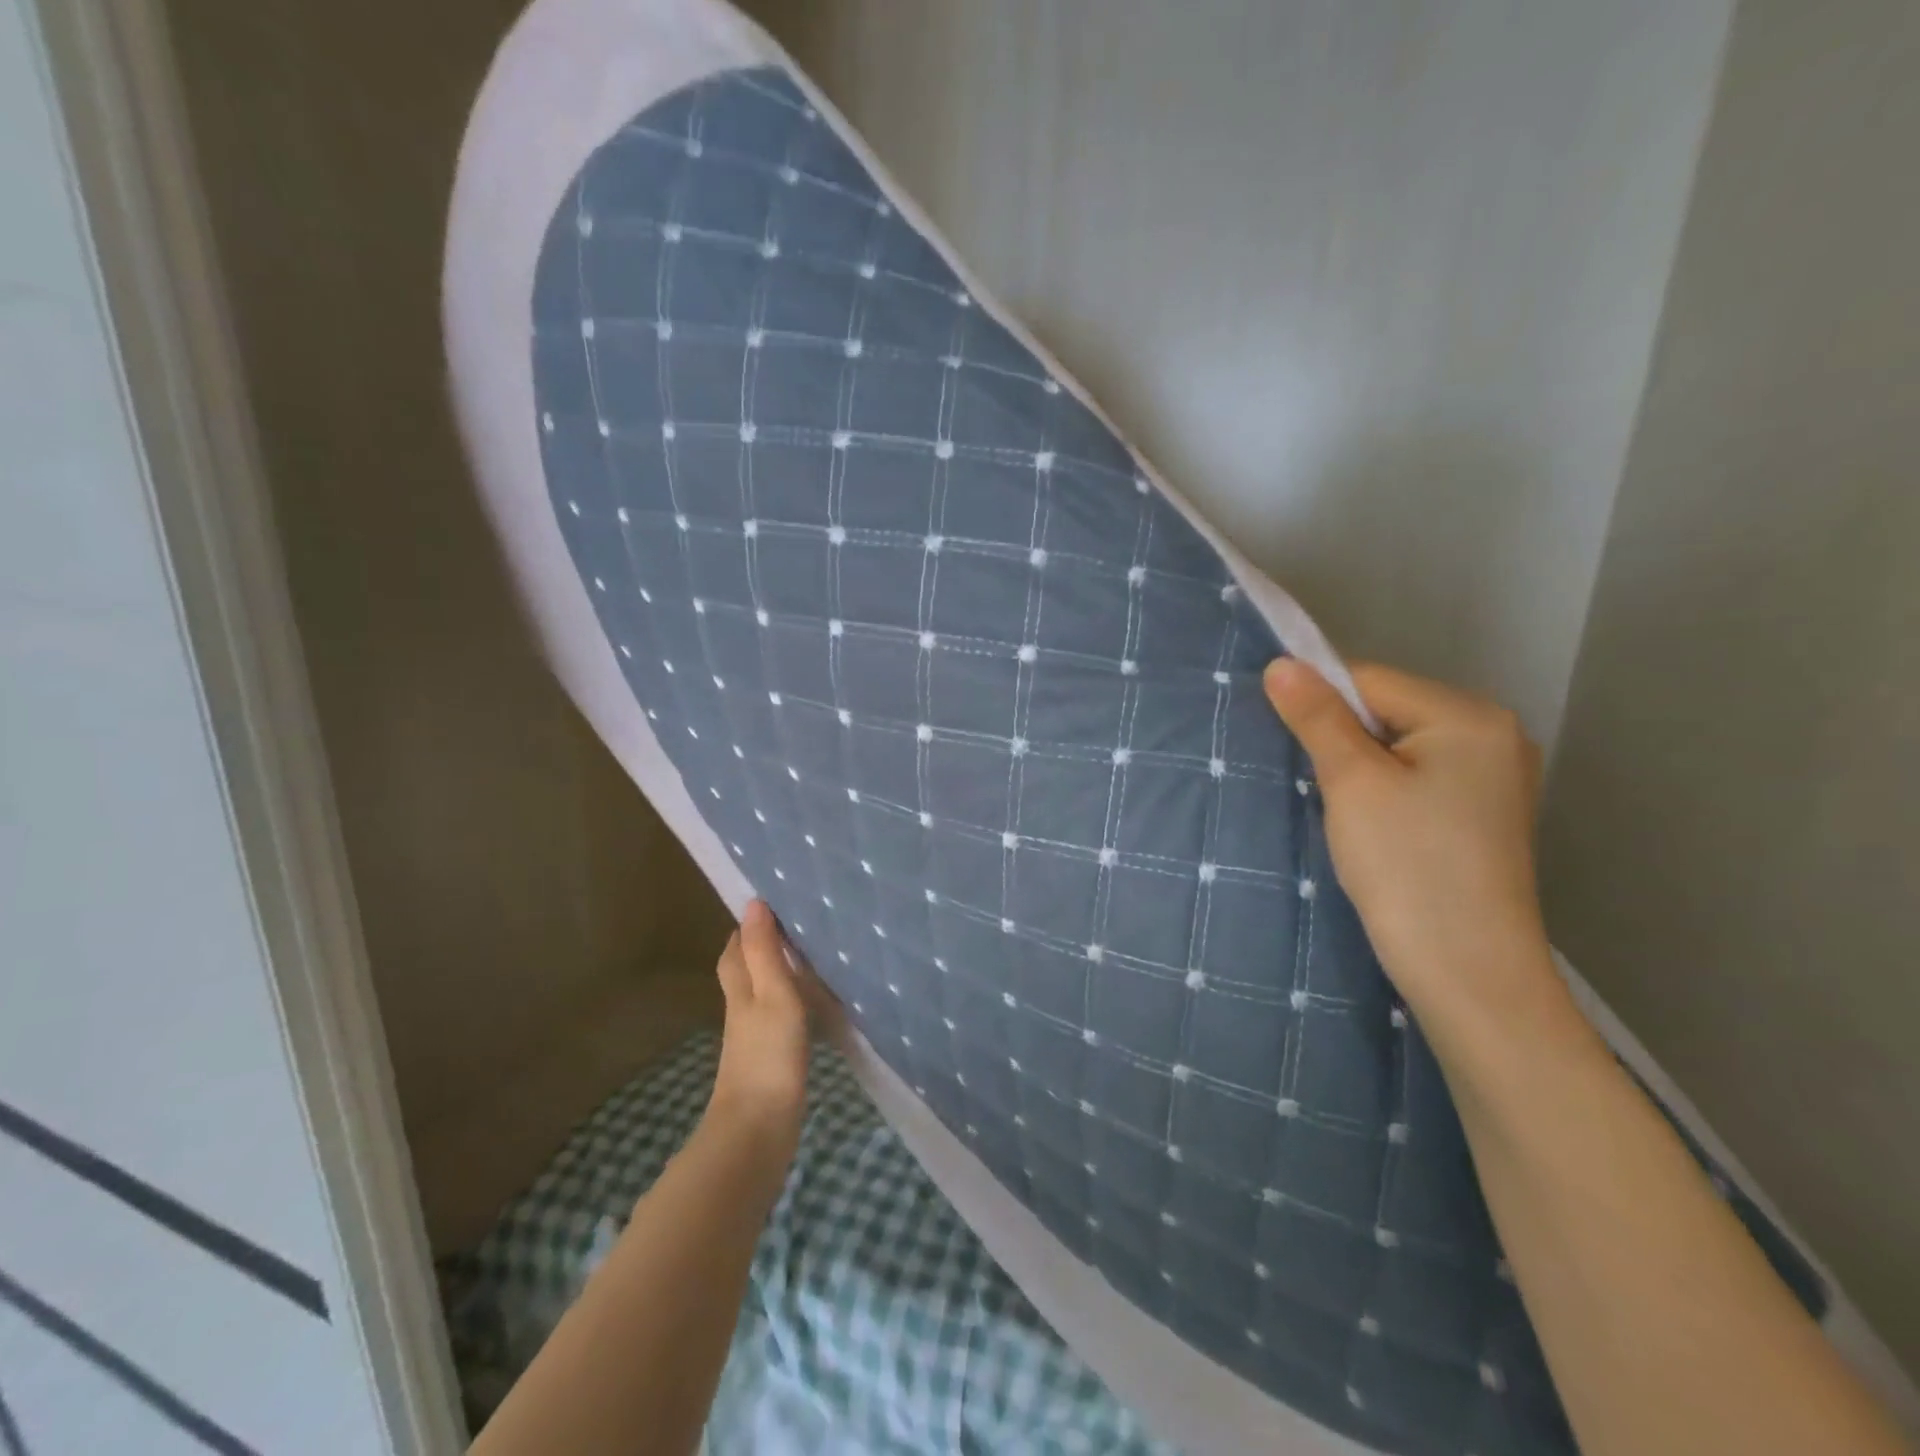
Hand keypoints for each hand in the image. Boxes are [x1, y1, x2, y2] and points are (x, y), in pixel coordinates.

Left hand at [708, 900, 813, 1146]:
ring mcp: (755, 1036)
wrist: (758, 1130)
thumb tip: (752, 903)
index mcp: (740, 989)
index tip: (774, 904)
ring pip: (763, 992)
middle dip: (763, 945)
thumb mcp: (772, 994)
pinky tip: (815, 1005)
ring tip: (812, 956)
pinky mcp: (771, 1058)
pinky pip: (780, 1016)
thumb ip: (764, 951)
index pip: (736, 948)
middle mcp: (742, 1008)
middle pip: (746, 969)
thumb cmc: (767, 1054)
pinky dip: (793, 1002)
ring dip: (779, 973)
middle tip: (797, 926)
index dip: (748, 926)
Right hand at [1263, 658, 1562, 1040]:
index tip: (1286, 743)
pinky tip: (1370, 825)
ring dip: (1358, 766)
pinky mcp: (1481, 814)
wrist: (1468, 972)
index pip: (1369, 681)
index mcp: (1469, 716)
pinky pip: (1416, 777)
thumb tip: (1281, 663)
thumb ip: (1317, 717)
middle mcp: (1493, 734)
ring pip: (1397, 747)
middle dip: (1340, 738)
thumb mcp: (1352, 782)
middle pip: (1387, 711)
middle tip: (1315, 784)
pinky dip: (1382, 789)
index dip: (1319, 704)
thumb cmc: (1407, 866)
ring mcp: (1493, 777)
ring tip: (1339, 809)